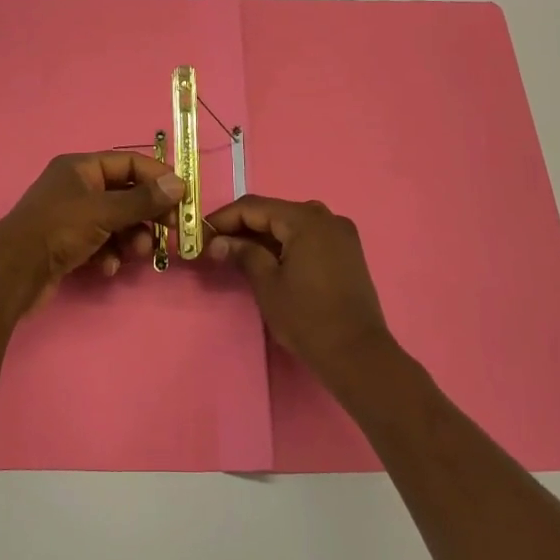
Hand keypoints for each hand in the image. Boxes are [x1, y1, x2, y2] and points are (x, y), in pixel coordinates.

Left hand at [0, 152, 184, 316]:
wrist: (14, 272)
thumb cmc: (58, 230)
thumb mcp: (104, 212)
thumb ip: (142, 200)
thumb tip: (178, 184)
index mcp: (80, 168)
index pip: (128, 163)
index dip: (157, 178)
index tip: (182, 198)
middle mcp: (76, 187)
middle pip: (125, 194)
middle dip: (147, 214)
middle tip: (170, 231)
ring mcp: (71, 216)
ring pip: (116, 222)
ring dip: (132, 237)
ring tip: (138, 253)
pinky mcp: (68, 244)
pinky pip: (101, 243)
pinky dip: (110, 254)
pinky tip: (108, 267)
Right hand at [205, 195, 394, 381]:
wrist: (357, 353)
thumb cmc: (307, 317)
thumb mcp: (267, 284)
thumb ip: (243, 254)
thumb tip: (218, 242)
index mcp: (305, 219)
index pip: (254, 207)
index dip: (224, 218)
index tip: (201, 234)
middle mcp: (326, 216)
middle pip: (274, 212)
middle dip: (243, 226)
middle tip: (216, 245)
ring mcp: (340, 233)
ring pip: (291, 224)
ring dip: (263, 235)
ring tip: (237, 253)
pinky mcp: (347, 251)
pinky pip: (308, 236)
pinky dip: (285, 243)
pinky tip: (268, 259)